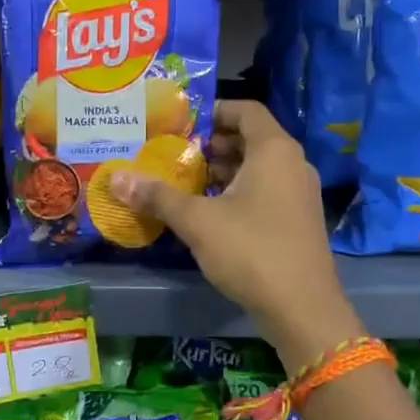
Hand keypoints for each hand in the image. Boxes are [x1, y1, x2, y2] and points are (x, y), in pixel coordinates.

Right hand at [111, 100, 362, 373]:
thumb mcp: (197, 221)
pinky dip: (239, 192)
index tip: (182, 124)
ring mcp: (300, 194)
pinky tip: (210, 213)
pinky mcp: (300, 220)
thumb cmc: (251, 251)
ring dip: (224, 171)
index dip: (213, 111)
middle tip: (176, 155)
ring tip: (186, 182)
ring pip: (259, 168)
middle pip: (251, 138)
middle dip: (213, 144)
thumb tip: (116, 179)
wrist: (302, 309)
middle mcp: (293, 164)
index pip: (246, 110)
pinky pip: (267, 191)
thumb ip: (158, 196)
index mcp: (274, 150)